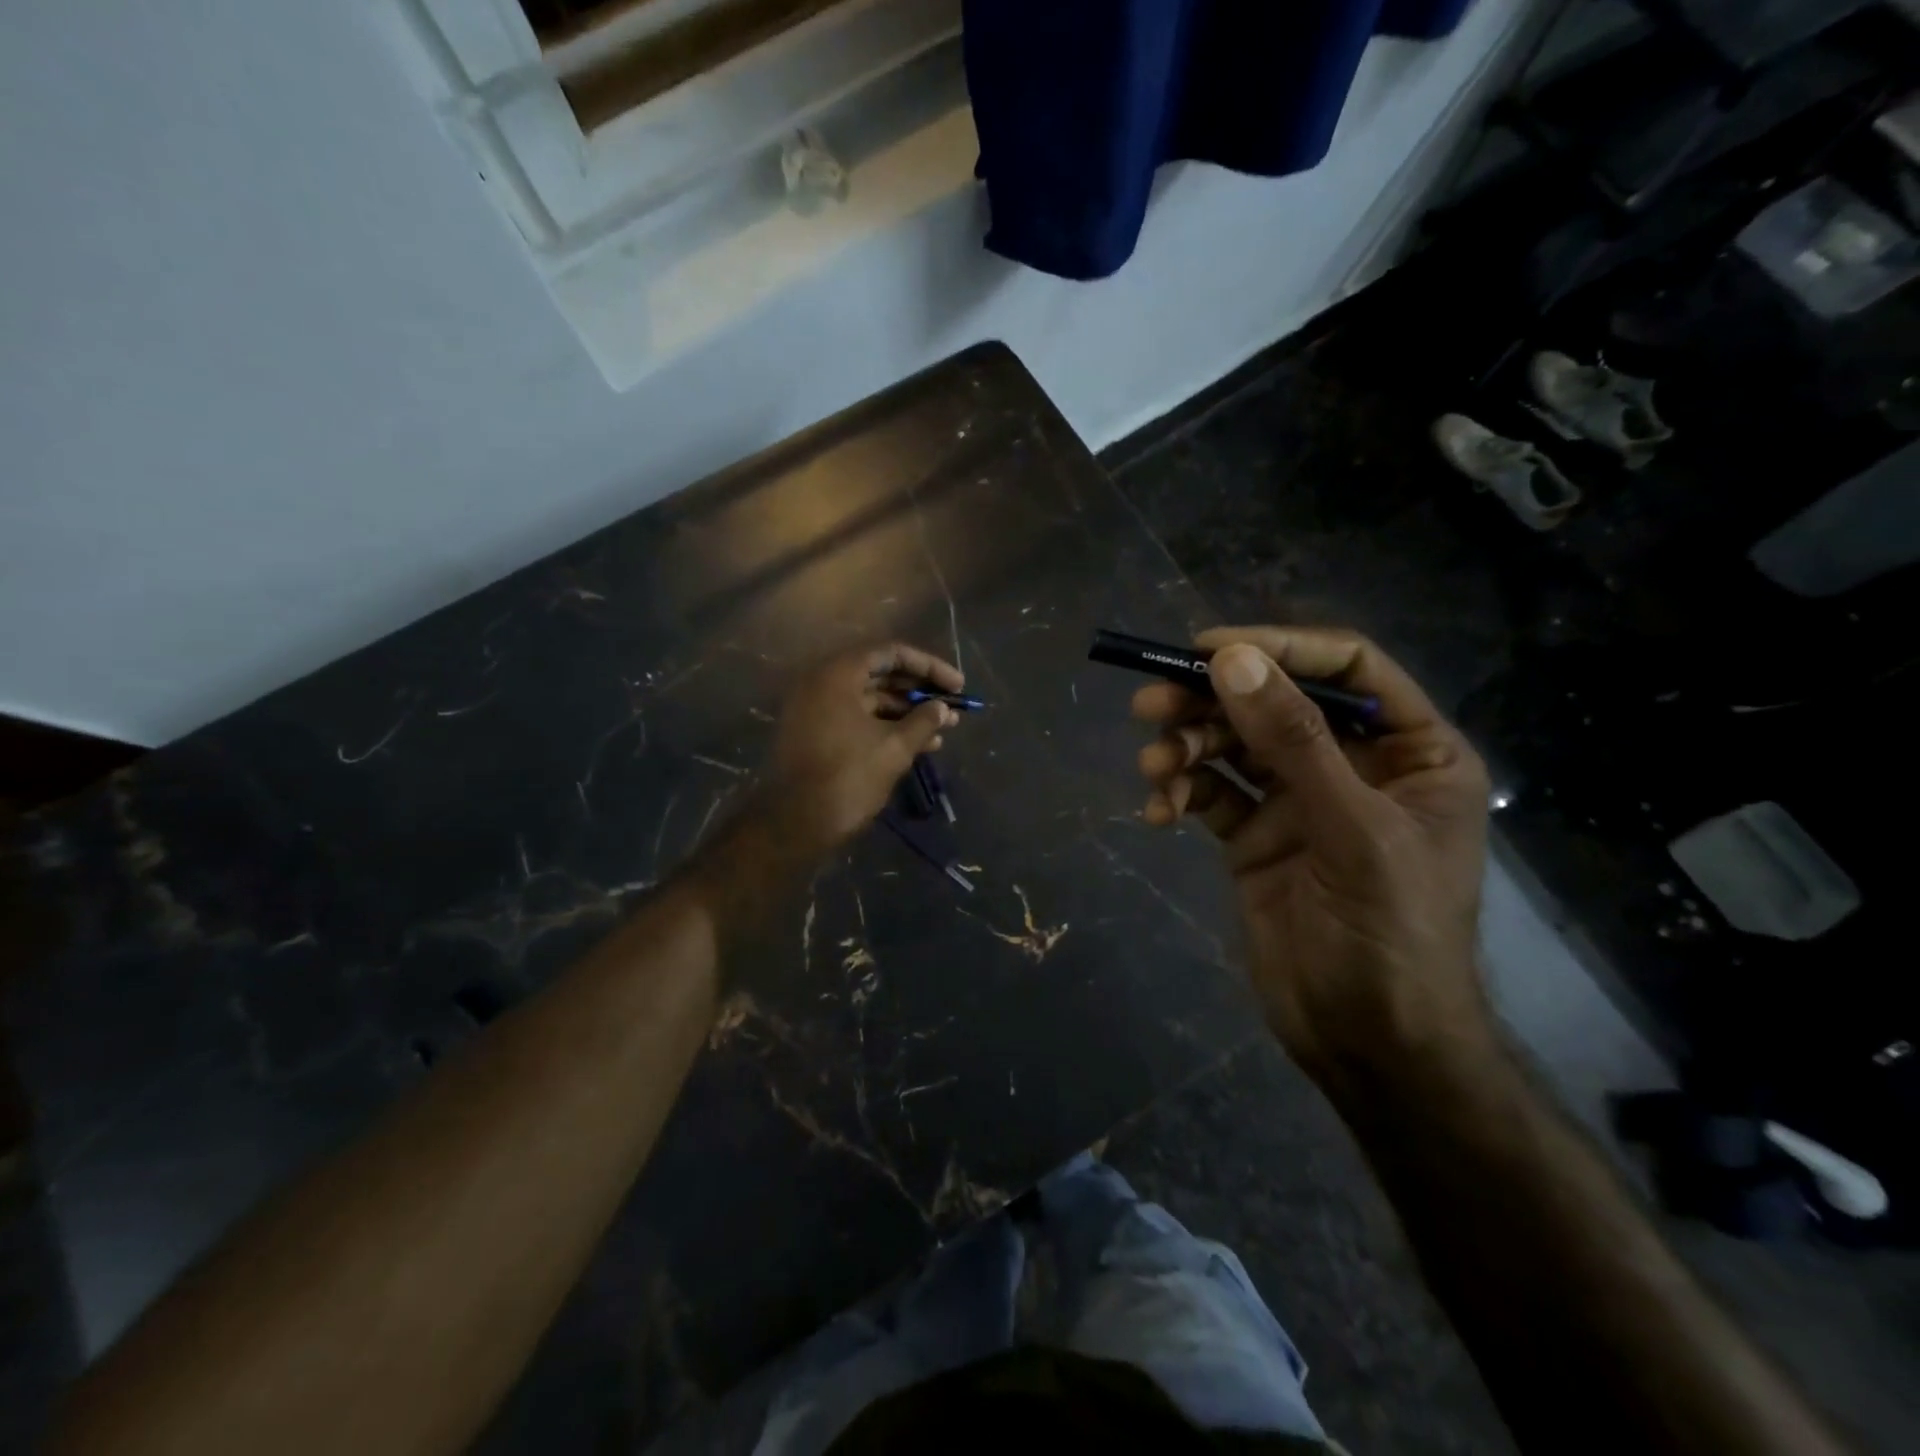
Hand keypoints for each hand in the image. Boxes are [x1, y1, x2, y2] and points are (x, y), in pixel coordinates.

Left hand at [763, 643, 961, 859]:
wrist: (796, 823)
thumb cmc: (849, 776)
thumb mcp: (895, 747)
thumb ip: (923, 721)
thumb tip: (942, 707)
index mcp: (838, 675)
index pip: (891, 653)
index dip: (929, 666)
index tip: (957, 685)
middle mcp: (823, 684)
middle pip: (881, 675)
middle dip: (920, 692)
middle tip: (952, 707)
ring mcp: (818, 710)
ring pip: (872, 701)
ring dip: (909, 713)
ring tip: (945, 730)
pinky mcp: (818, 736)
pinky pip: (859, 720)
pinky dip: (888, 728)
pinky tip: (922, 745)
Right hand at [1134, 627, 1494, 1103]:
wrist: (1368, 1044)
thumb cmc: (1390, 935)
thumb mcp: (1352, 830)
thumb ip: (1293, 742)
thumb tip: (1231, 661)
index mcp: (1410, 751)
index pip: (1346, 668)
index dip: (1279, 648)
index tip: (1208, 649)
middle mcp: (1354, 766)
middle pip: (1274, 704)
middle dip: (1211, 702)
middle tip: (1149, 704)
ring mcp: (1299, 801)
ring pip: (1233, 747)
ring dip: (1187, 749)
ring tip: (1154, 768)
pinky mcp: (1256, 836)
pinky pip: (1212, 795)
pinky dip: (1182, 794)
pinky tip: (1159, 813)